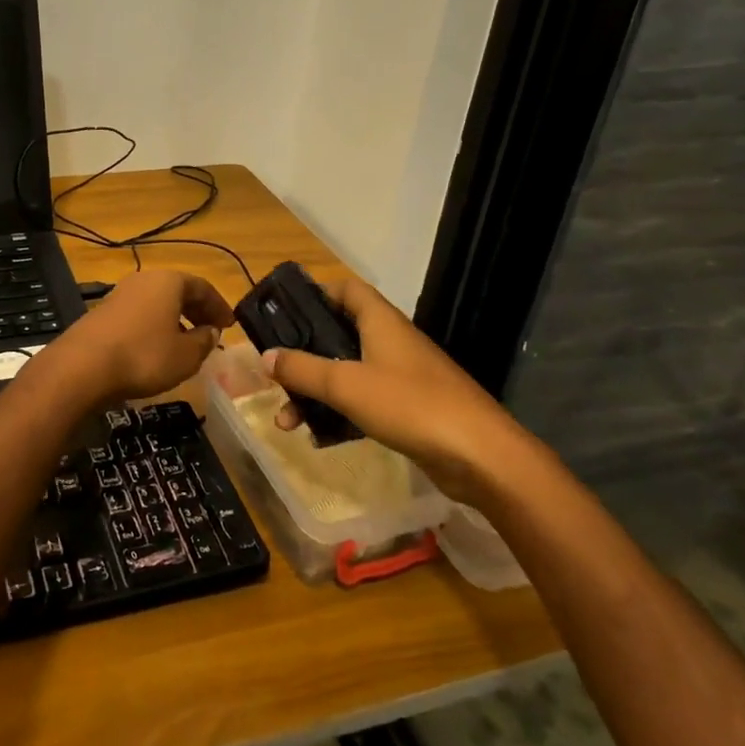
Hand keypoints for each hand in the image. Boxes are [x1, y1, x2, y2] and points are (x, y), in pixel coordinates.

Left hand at [42, 269, 232, 405]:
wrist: (83, 367)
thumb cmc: (144, 356)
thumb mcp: (186, 355)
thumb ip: (204, 341)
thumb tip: (211, 332)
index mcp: (168, 281)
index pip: (202, 287)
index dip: (219, 306)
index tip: (230, 325)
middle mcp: (143, 280)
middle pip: (178, 291)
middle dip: (197, 311)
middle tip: (211, 332)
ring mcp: (119, 295)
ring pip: (156, 303)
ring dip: (175, 320)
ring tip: (185, 344)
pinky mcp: (102, 314)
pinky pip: (139, 315)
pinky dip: (153, 328)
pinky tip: (155, 350)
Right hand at [259, 274, 542, 504]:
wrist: (481, 456)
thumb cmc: (410, 404)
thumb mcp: (346, 384)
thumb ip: (302, 369)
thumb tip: (263, 356)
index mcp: (381, 322)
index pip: (347, 290)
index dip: (316, 294)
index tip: (284, 312)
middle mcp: (391, 342)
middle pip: (340, 334)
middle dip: (304, 354)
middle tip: (275, 372)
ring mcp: (402, 377)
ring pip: (347, 373)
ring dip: (315, 392)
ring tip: (286, 419)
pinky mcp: (408, 409)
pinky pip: (363, 401)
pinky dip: (338, 413)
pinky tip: (318, 436)